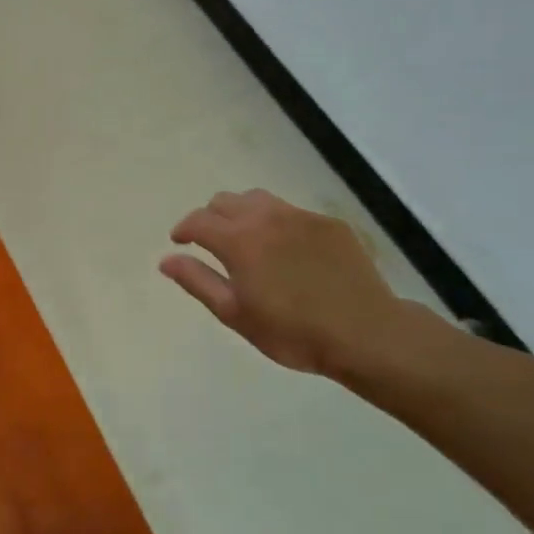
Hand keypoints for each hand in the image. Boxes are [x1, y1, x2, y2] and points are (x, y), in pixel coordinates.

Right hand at [160, 190, 413, 376]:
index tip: (180, 243)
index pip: (198, 220)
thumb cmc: (292, 332)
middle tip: (211, 244)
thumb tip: (167, 259)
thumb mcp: (235, 313)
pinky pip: (291, 212)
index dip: (183, 230)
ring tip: (246, 240)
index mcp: (238, 240)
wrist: (366, 334)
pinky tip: (286, 251)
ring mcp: (301, 217)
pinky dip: (276, 223)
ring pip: (258, 200)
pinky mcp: (329, 224)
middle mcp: (266, 218)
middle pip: (225, 201)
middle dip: (210, 218)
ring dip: (241, 213)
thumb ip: (198, 281)